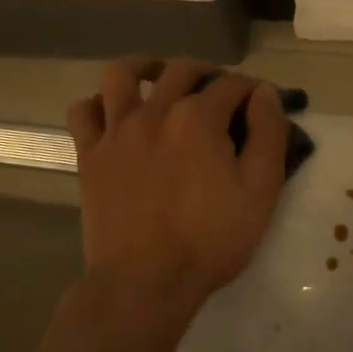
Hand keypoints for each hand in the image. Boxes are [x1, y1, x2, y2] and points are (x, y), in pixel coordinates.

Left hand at [65, 57, 289, 321]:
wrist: (144, 283)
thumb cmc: (210, 241)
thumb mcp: (260, 191)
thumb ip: (268, 134)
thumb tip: (264, 93)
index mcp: (198, 118)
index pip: (232, 84)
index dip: (252, 89)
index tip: (261, 103)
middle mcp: (155, 111)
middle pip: (182, 70)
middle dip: (209, 73)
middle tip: (222, 94)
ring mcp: (117, 131)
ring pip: (122, 74)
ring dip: (146, 68)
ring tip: (160, 81)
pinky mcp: (90, 155)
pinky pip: (84, 112)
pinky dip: (98, 104)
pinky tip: (114, 115)